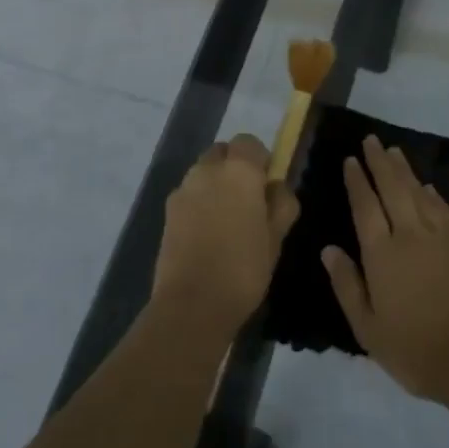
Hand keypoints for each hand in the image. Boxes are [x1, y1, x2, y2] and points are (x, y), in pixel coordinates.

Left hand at [152, 135, 299, 340]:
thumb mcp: (276, 238)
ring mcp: (183, 190)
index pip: (249, 142)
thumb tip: (277, 187)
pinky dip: (198, 204)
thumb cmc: (243, 268)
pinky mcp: (167, 212)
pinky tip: (206, 235)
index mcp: (239, 170)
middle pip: (222, 153)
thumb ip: (282, 204)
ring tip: (226, 221)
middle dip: (234, 167)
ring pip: (202, 173)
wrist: (192, 304)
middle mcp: (208, 170)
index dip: (259, 159)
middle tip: (247, 200)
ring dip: (214, 185)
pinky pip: (188, 195)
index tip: (267, 185)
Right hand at [322, 136, 448, 406]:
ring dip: (405, 170)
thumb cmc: (416, 350)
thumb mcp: (369, 329)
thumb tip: (328, 249)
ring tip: (394, 152)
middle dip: (379, 162)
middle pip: (392, 188)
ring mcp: (441, 237)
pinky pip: (443, 209)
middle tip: (371, 140)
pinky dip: (432, 194)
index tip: (350, 160)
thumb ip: (347, 285)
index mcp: (382, 254)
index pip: (365, 207)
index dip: (357, 181)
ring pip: (419, 193)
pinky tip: (428, 187)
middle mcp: (410, 235)